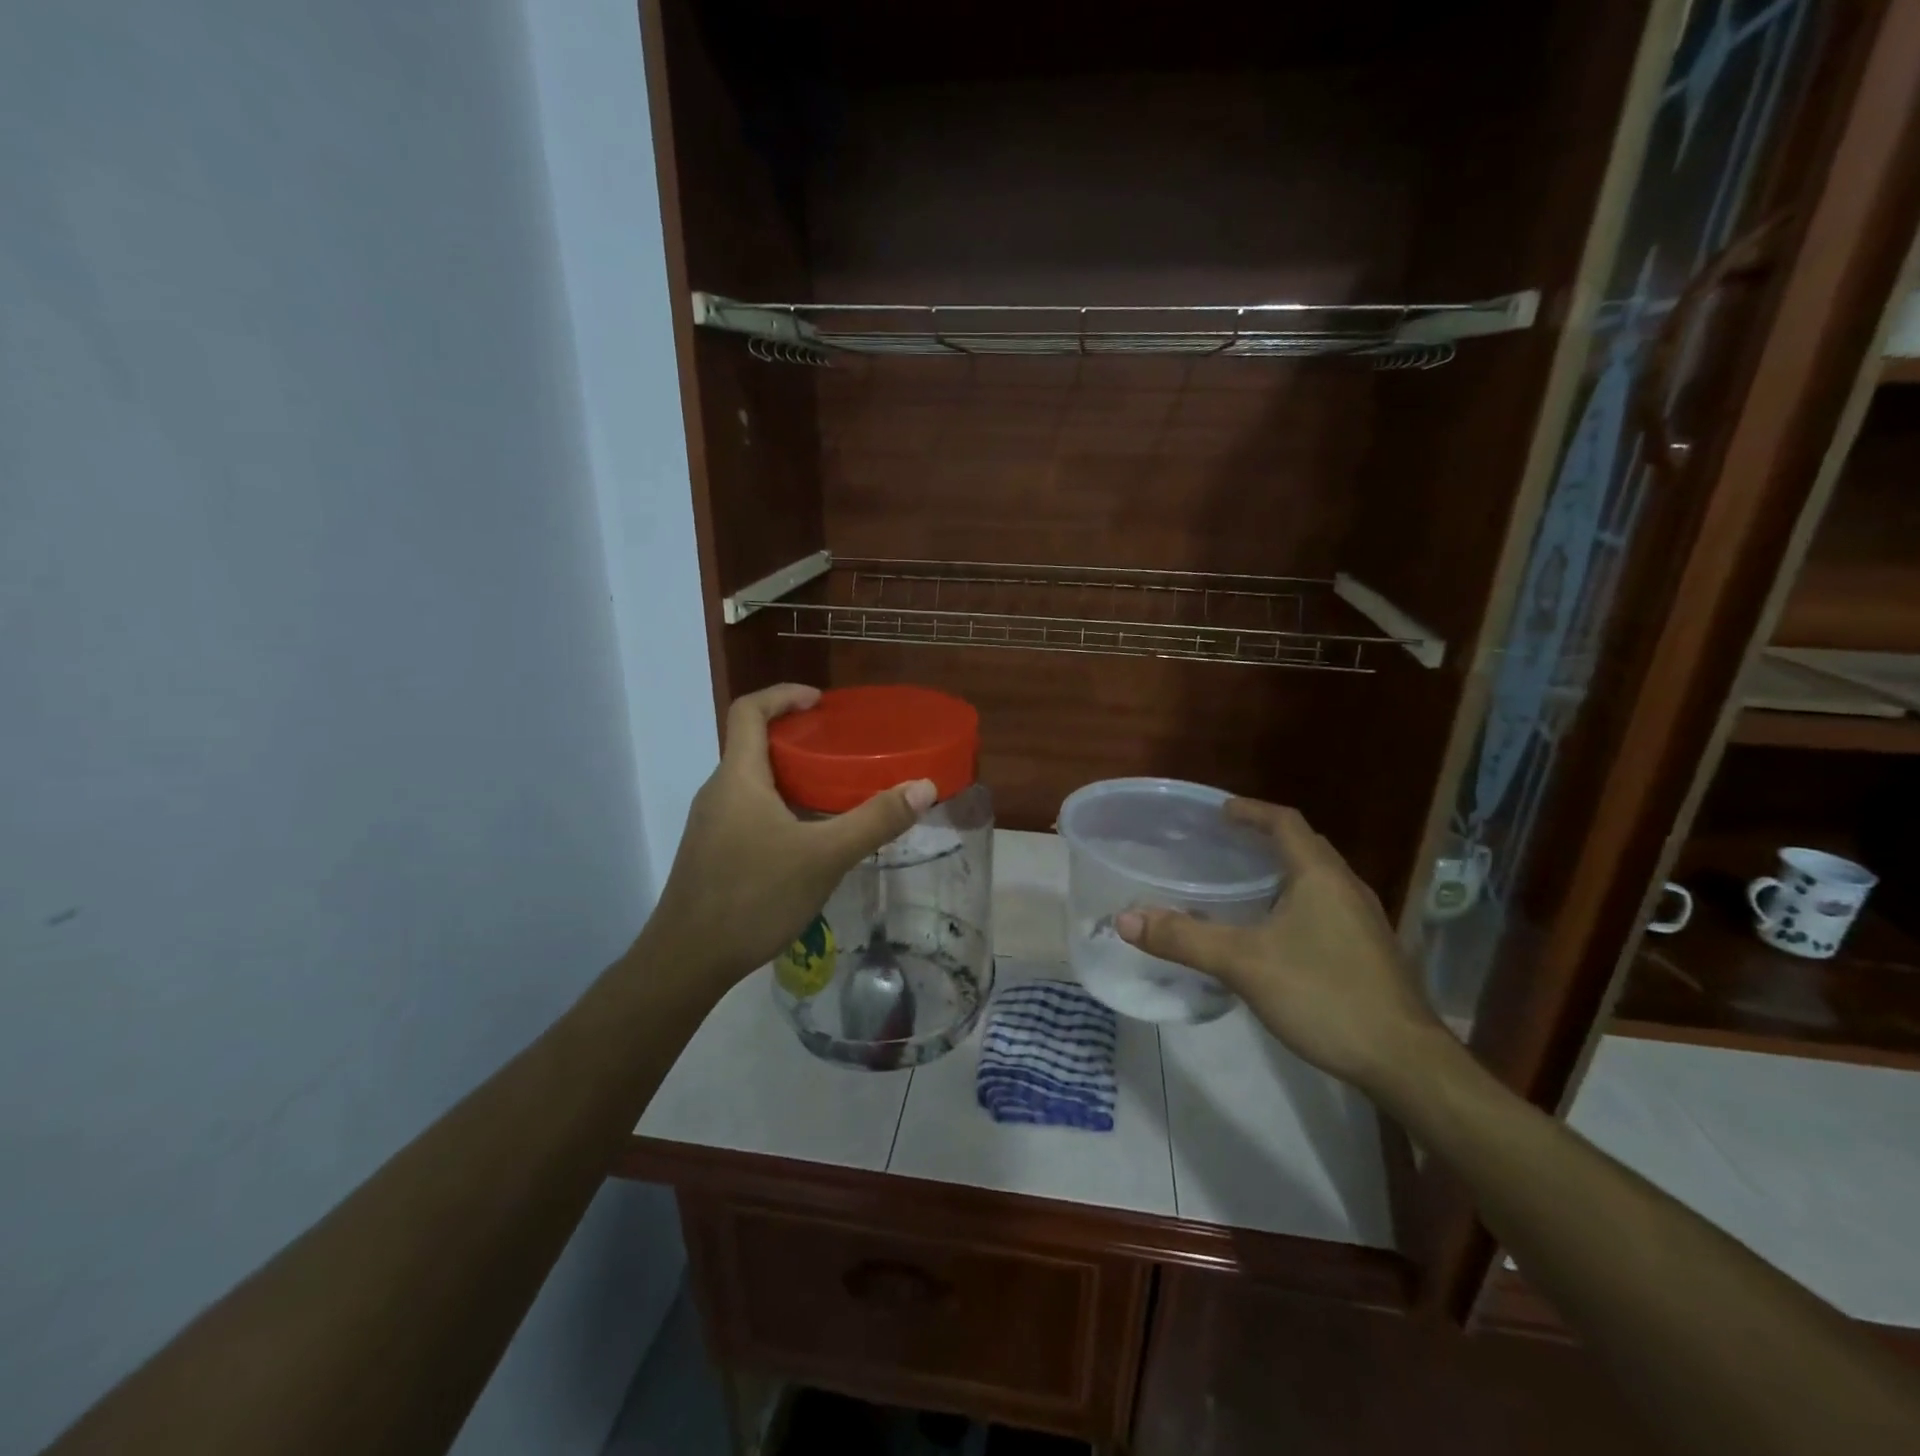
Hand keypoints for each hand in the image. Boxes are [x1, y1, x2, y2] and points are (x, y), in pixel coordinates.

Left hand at [639, 684, 936, 988]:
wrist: (687, 961)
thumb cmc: (753, 897)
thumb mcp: (824, 857)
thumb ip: (875, 821)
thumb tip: (924, 787)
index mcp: (737, 778)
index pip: (749, 711)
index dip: (783, 695)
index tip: (820, 702)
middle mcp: (718, 792)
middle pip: (752, 745)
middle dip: (797, 739)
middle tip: (841, 749)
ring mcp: (711, 825)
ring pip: (753, 783)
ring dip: (790, 776)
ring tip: (834, 790)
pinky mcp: (712, 853)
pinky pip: (749, 812)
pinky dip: (781, 807)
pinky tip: (809, 839)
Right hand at [1116, 799, 1445, 1095]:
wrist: (1404, 1062)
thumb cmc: (1324, 996)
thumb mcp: (1243, 964)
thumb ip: (1184, 938)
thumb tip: (1126, 918)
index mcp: (1320, 876)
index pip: (1285, 822)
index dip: (1250, 811)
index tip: (1218, 812)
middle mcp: (1346, 888)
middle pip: (1303, 847)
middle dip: (1262, 840)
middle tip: (1221, 845)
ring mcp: (1362, 921)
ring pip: (1315, 880)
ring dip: (1279, 872)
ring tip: (1238, 884)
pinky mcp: (1367, 951)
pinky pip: (1323, 907)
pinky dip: (1292, 902)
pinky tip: (1271, 932)